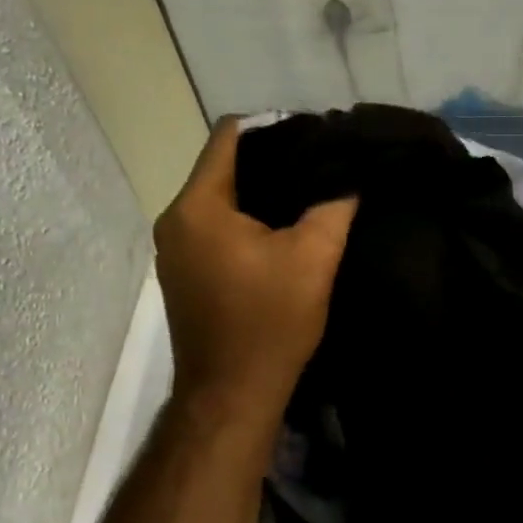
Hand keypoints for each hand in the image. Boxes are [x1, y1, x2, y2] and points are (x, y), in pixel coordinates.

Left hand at [153, 119, 357, 422]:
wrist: (233, 393)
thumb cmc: (270, 322)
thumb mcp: (314, 259)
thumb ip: (333, 208)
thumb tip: (347, 179)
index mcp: (199, 206)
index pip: (231, 137)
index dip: (277, 128)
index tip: (319, 138)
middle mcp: (176, 220)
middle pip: (224, 168)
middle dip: (274, 163)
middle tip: (323, 168)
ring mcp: (175, 251)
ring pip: (221, 201)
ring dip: (261, 196)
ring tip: (309, 198)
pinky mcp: (184, 275)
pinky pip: (217, 229)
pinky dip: (248, 223)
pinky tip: (283, 235)